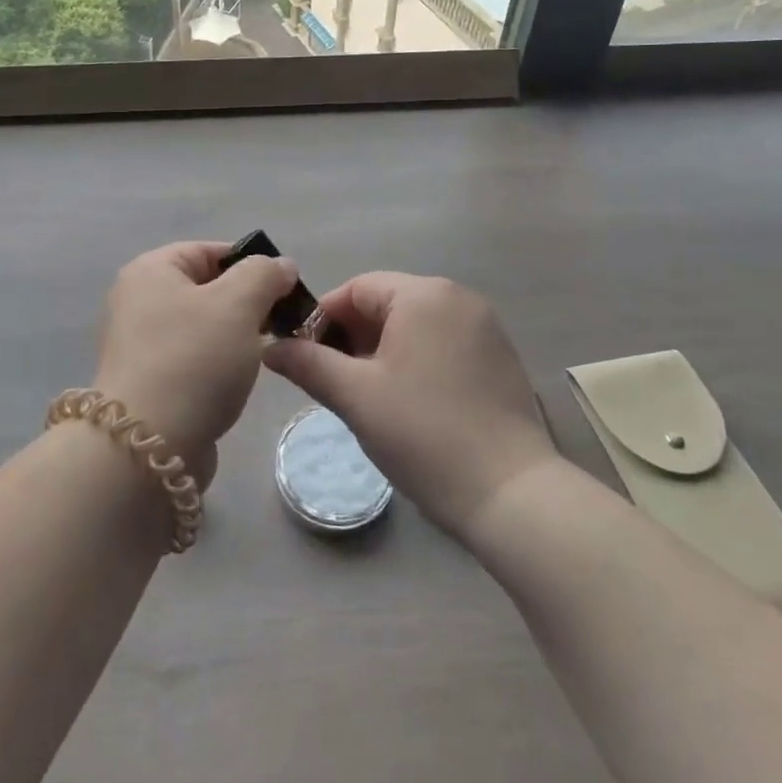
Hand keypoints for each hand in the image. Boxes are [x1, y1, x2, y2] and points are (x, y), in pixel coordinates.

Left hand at [94, 241, 297, 489]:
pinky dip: (217, 365)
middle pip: (206, 288)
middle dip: (246, 303)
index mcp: (150, 270)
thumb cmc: (193, 360)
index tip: (283, 290)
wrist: (147, 448)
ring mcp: (139, 344)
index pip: (208, 251)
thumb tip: (281, 266)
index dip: (250, 264)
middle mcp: (137, 301)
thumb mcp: (238, 303)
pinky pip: (192, 359)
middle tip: (279, 323)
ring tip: (264, 354)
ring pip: (202, 326)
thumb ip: (265, 274)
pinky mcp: (147, 382)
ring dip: (235, 337)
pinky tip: (237, 382)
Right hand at [263, 273, 557, 539]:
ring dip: (382, 351)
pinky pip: (442, 343)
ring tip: (365, 395)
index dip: (323, 319)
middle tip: (332, 381)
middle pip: (387, 303)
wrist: (511, 494)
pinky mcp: (499, 357)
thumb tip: (271, 348)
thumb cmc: (423, 434)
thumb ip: (308, 363)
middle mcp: (458, 298)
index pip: (357, 289)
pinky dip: (415, 361)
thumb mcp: (355, 396)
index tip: (303, 357)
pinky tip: (408, 403)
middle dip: (352, 337)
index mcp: (424, 295)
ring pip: (414, 326)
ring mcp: (484, 327)